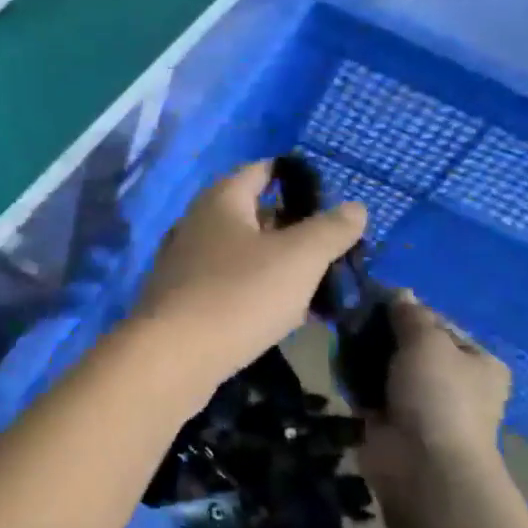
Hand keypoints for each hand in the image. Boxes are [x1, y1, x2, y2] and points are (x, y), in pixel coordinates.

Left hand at [131, 160, 365, 394]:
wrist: (173, 356)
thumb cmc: (239, 294)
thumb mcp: (300, 257)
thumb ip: (331, 229)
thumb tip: (355, 207)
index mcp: (221, 200)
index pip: (261, 171)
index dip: (296, 177)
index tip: (331, 195)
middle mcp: (196, 223)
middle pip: (252, 214)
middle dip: (293, 228)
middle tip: (333, 247)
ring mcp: (184, 262)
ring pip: (242, 254)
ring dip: (277, 265)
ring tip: (318, 284)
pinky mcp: (181, 299)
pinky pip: (228, 285)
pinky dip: (255, 292)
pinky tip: (281, 315)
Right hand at [359, 291, 511, 493]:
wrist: (422, 463)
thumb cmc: (437, 394)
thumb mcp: (427, 341)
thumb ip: (410, 314)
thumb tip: (399, 292)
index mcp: (478, 362)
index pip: (439, 324)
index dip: (407, 311)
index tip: (374, 300)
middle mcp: (454, 382)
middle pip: (410, 345)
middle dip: (380, 333)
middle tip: (351, 318)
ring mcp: (421, 403)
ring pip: (386, 367)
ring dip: (364, 354)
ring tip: (340, 337)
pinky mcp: (391, 420)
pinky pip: (368, 390)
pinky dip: (353, 378)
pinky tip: (336, 363)